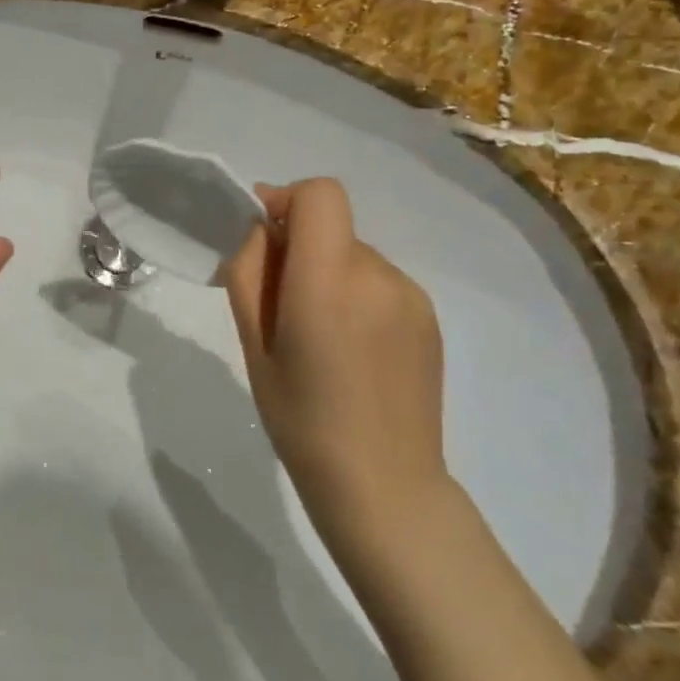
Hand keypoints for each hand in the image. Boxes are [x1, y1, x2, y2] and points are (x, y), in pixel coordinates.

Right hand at [224, 178, 449, 560]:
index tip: (265, 240)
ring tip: (320, 337)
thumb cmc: (300, 419)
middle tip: (280, 307)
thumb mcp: (254, 344)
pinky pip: (379, 283)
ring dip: (328, 274)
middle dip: (300, 248)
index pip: (320, 194)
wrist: (383, 485)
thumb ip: (250, 273)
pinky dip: (356, 296)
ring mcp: (411, 296)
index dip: (287, 201)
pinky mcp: (429, 317)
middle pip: (332, 227)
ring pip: (354, 255)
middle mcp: (378, 275)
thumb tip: (261, 229)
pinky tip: (352, 350)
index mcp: (329, 282)